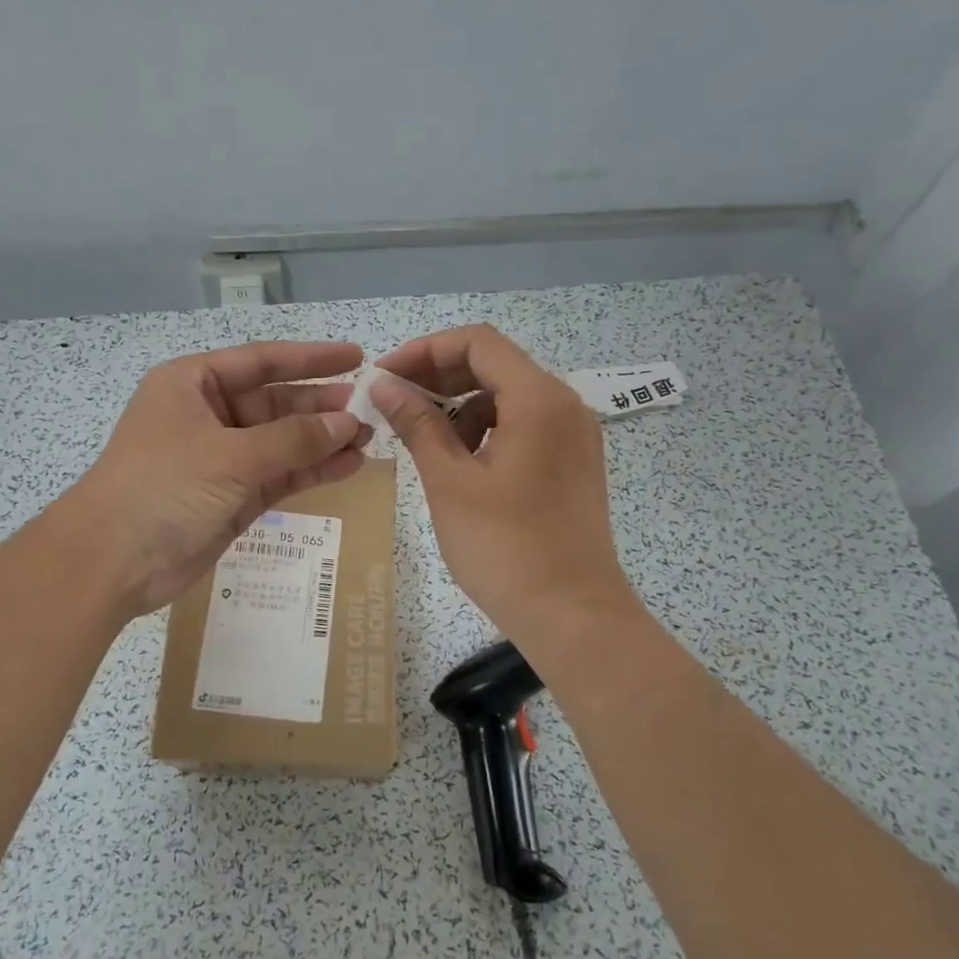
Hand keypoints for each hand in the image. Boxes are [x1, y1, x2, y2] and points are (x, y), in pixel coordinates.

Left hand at [63, 340, 368, 616]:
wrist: (113, 561)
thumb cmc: (163, 488)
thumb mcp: (230, 456)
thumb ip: (292, 439)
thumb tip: (347, 423)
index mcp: (193, 384)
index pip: (261, 361)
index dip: (310, 358)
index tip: (356, 356)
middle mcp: (208, 415)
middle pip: (275, 402)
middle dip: (320, 405)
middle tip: (370, 409)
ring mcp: (222, 458)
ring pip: (282, 441)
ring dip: (322, 440)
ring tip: (368, 439)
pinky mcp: (233, 496)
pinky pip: (280, 475)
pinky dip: (311, 470)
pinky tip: (348, 465)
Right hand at [373, 324, 636, 642]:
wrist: (572, 615)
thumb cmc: (504, 547)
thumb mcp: (449, 482)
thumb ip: (417, 424)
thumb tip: (384, 385)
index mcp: (538, 399)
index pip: (477, 343)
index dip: (425, 351)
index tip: (385, 378)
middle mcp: (565, 405)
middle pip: (495, 365)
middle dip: (439, 378)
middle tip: (394, 405)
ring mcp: (574, 435)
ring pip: (508, 397)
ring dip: (461, 408)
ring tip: (424, 444)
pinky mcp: (573, 463)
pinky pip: (524, 426)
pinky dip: (487, 431)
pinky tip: (461, 465)